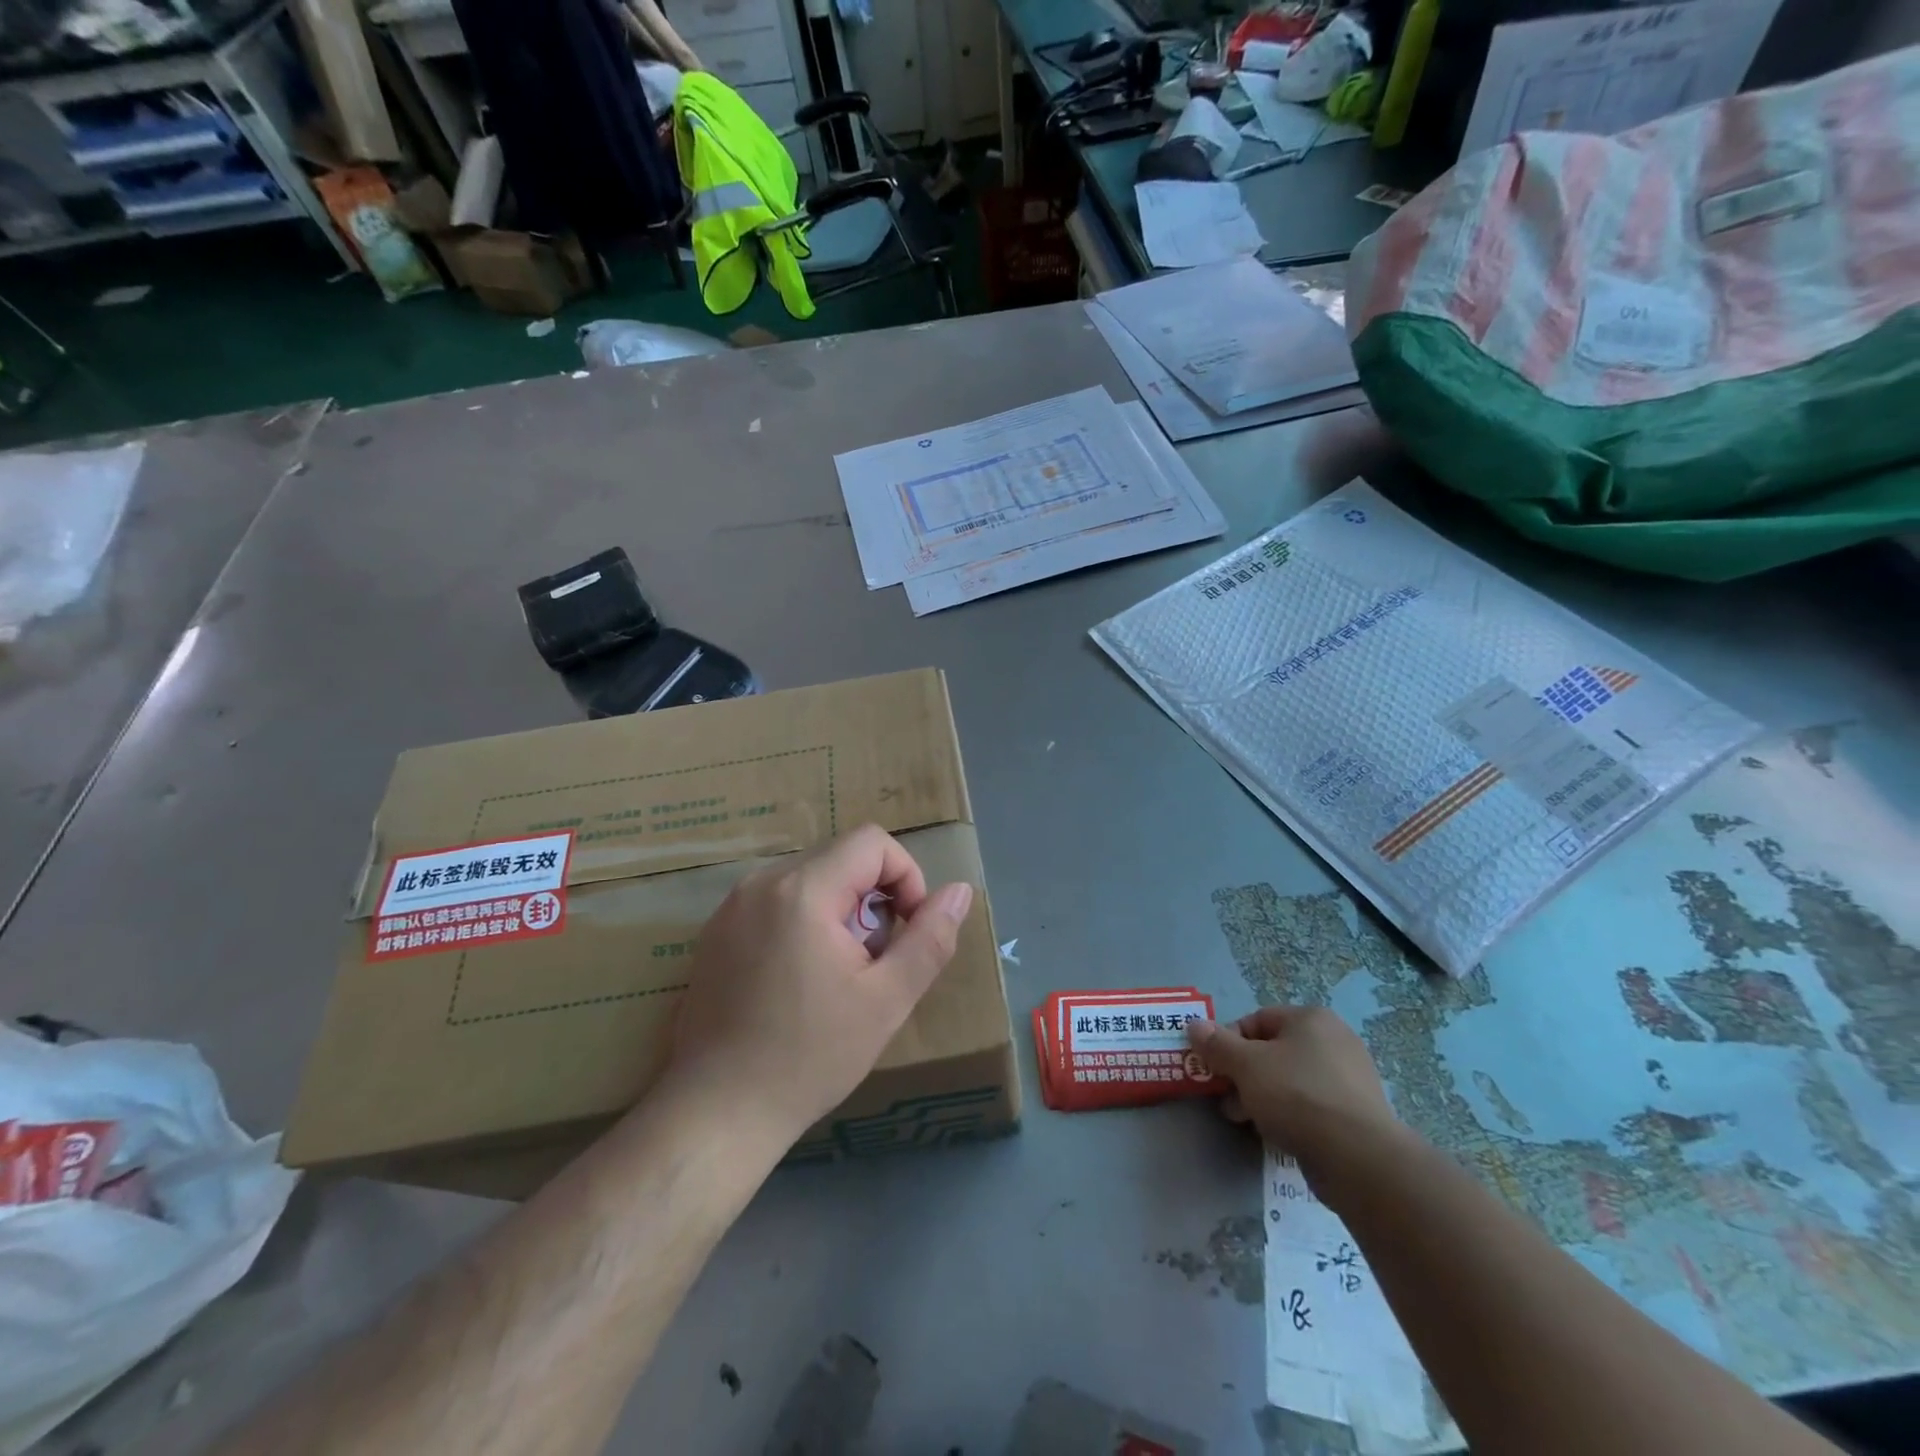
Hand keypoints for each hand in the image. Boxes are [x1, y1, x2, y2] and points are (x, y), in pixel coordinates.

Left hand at [665, 825, 973, 1142]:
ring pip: (811, 878)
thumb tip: (960, 891)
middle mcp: (761, 882)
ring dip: (841, 911)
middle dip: (873, 899)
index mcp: (802, 889)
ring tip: (838, 974)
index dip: (905, 877)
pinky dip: (805, 921)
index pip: (872, 842)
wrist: (716, 1112)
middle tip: (872, 961)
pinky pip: (777, 900)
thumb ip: (930, 938)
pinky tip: (799, 980)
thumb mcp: (887, 999)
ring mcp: (732, 905)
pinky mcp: (716, 930)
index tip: (906, 931)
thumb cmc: (809, 1056)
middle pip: (841, 857)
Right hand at [1186, 1007, 1406, 1185]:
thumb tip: (1194, 1024)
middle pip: (1273, 1051)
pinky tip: (1278, 1135)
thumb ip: (1216, 1044)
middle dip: (1244, 1074)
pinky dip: (1291, 1115)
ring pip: (1290, 1080)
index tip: (1216, 1070)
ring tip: (1247, 1121)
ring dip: (1262, 1097)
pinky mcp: (1357, 1114)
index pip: (1256, 1020)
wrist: (1359, 1159)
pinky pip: (1312, 1106)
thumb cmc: (1297, 1096)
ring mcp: (1350, 1078)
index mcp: (1311, 1019)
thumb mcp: (1245, 1065)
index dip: (1229, 1043)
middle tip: (1227, 1099)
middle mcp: (1335, 1040)